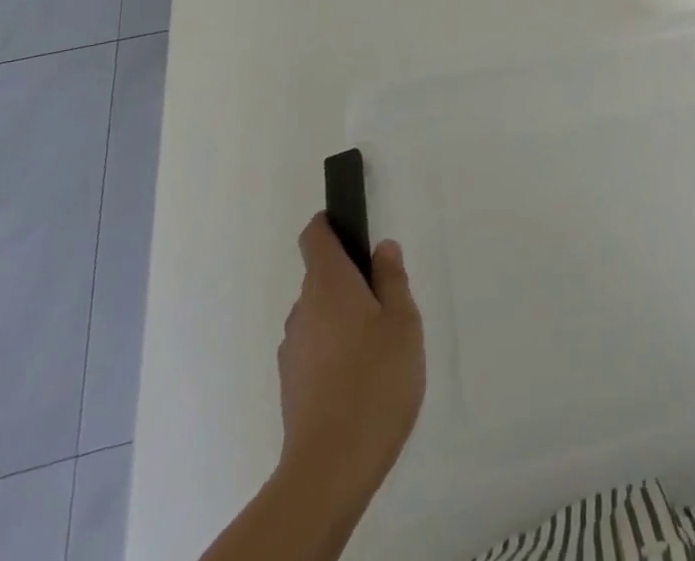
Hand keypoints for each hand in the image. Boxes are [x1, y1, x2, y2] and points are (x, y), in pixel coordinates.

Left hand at [276, 215, 425, 499]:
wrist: (330, 469)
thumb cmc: (375, 380)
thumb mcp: (403, 322)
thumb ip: (392, 279)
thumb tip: (382, 249)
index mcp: (328, 283)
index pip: (315, 236)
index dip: (330, 225)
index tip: (352, 229)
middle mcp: (302, 310)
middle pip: (321, 278)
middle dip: (350, 282)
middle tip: (388, 304)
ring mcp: (292, 350)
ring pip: (318, 317)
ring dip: (343, 320)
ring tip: (379, 349)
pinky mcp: (291, 387)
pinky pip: (314, 351)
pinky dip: (334, 353)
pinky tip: (360, 381)